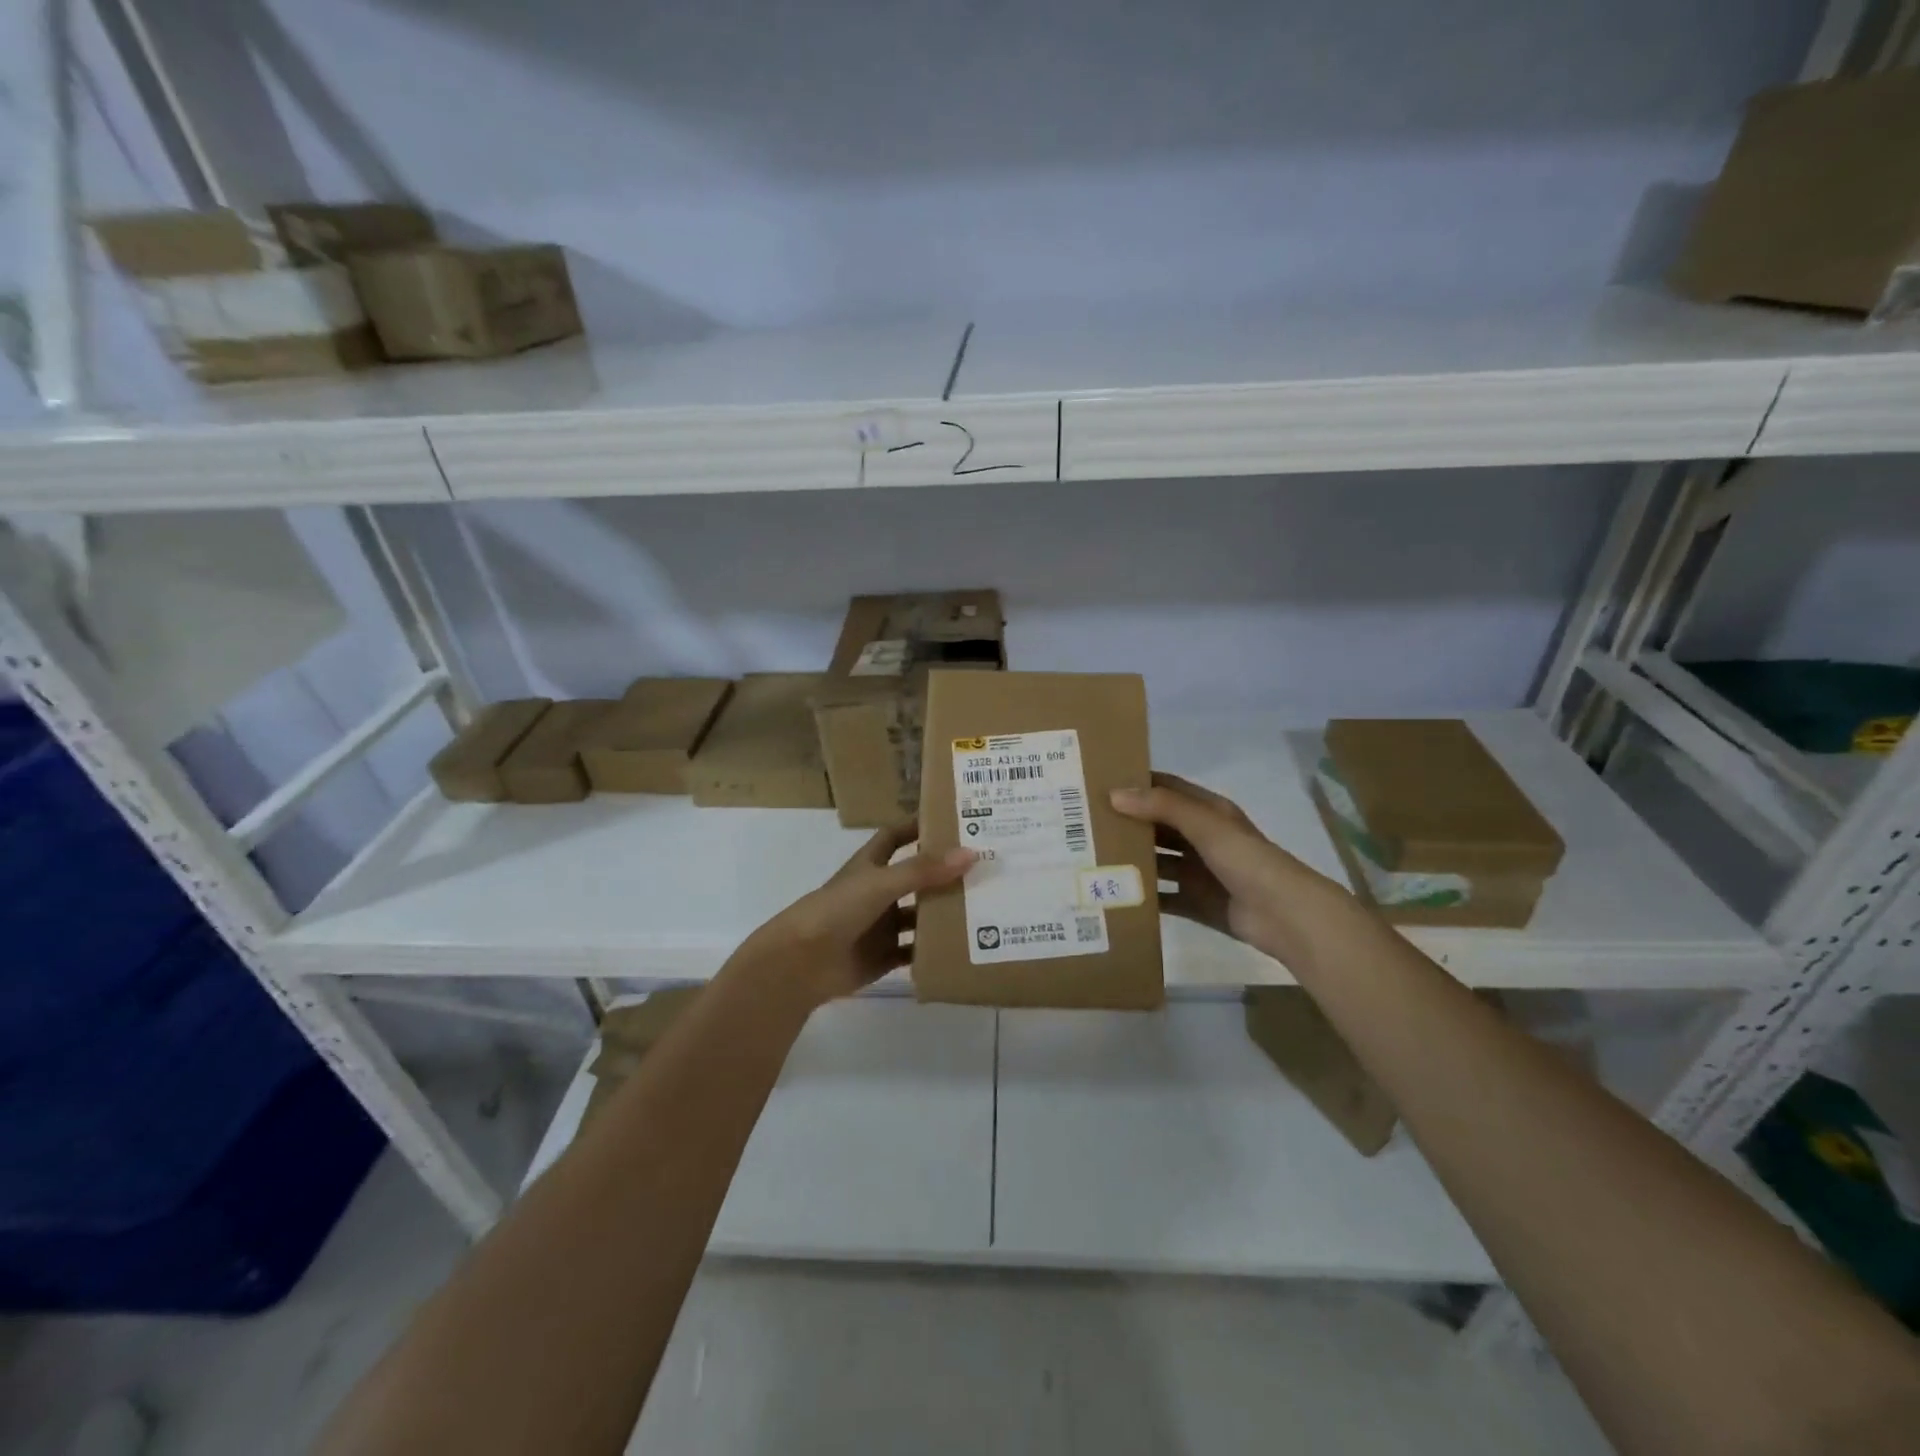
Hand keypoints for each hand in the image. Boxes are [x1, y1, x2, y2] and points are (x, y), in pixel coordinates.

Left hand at [727, 821, 975, 1010]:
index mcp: (870, 865)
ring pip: (919, 916)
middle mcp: (877, 892)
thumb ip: (923, 870)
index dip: (918, 827)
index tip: (953, 820)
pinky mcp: (883, 956)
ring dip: (944, 913)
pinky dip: (933, 950)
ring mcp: (880, 926)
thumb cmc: (837, 910)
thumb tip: (971, 853)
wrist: (801, 963)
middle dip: (944, 874)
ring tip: (985, 908)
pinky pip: (914, 952)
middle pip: (915, 878)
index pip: (896, 836)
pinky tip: (963, 948)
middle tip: (985, 868)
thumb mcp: (881, 883)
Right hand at [1111, 772, 1356, 968]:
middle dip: (1126, 823)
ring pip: (1157, 862)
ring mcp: (1199, 872)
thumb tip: (1114, 794)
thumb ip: (1162, 807)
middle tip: (1084, 824)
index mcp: (1208, 813)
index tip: (1097, 782)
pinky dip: (1142, 897)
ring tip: (1091, 858)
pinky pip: (1163, 897)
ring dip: (1131, 860)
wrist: (1286, 916)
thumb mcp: (1206, 825)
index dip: (1136, 783)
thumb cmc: (1247, 861)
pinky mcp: (1197, 903)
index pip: (1166, 789)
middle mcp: (1202, 839)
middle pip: (1157, 826)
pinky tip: (1113, 896)